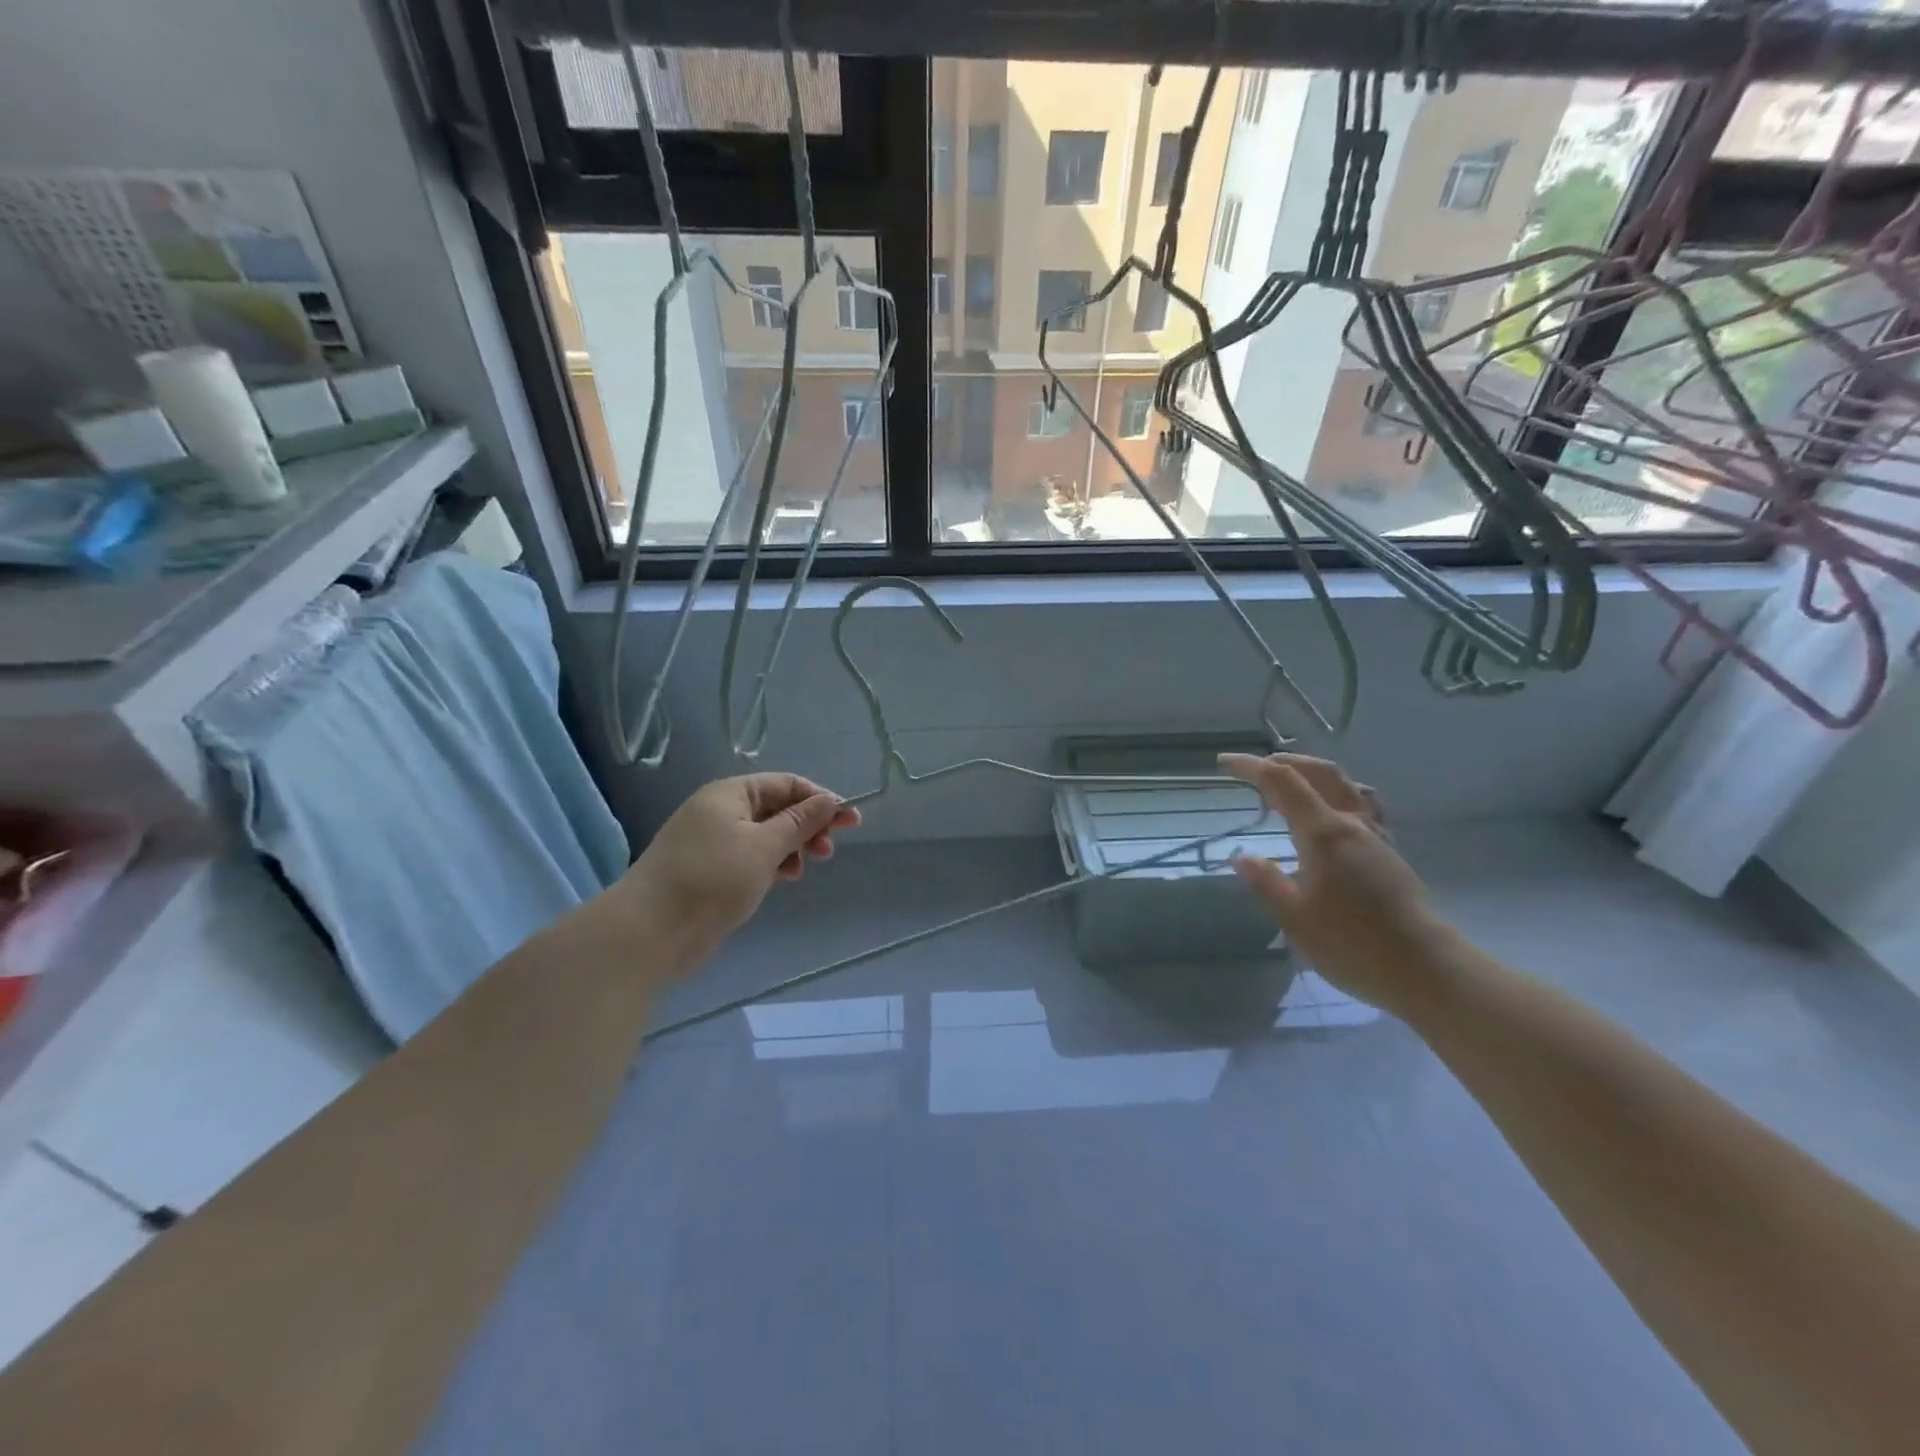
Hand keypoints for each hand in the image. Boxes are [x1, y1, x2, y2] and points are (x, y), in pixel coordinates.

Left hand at [622, 774, 860, 960]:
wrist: (649, 932)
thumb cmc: (712, 880)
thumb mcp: (764, 847)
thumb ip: (799, 823)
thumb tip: (829, 800)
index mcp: (730, 794)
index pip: (786, 784)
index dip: (820, 799)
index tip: (849, 821)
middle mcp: (719, 811)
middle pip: (776, 808)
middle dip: (807, 825)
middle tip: (829, 851)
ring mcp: (711, 842)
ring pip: (764, 835)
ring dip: (791, 847)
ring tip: (804, 869)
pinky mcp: (709, 871)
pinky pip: (750, 856)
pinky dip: (771, 863)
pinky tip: (782, 879)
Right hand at [1219, 753, 1446, 1012]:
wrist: (1422, 967)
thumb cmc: (1352, 943)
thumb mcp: (1294, 919)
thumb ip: (1266, 883)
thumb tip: (1242, 857)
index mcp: (1323, 833)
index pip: (1282, 782)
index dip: (1251, 767)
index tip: (1224, 763)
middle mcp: (1351, 824)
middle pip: (1319, 772)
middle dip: (1284, 761)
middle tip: (1255, 768)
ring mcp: (1375, 836)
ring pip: (1345, 785)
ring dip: (1314, 773)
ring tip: (1292, 783)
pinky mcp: (1389, 853)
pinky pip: (1364, 805)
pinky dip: (1339, 794)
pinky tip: (1333, 813)